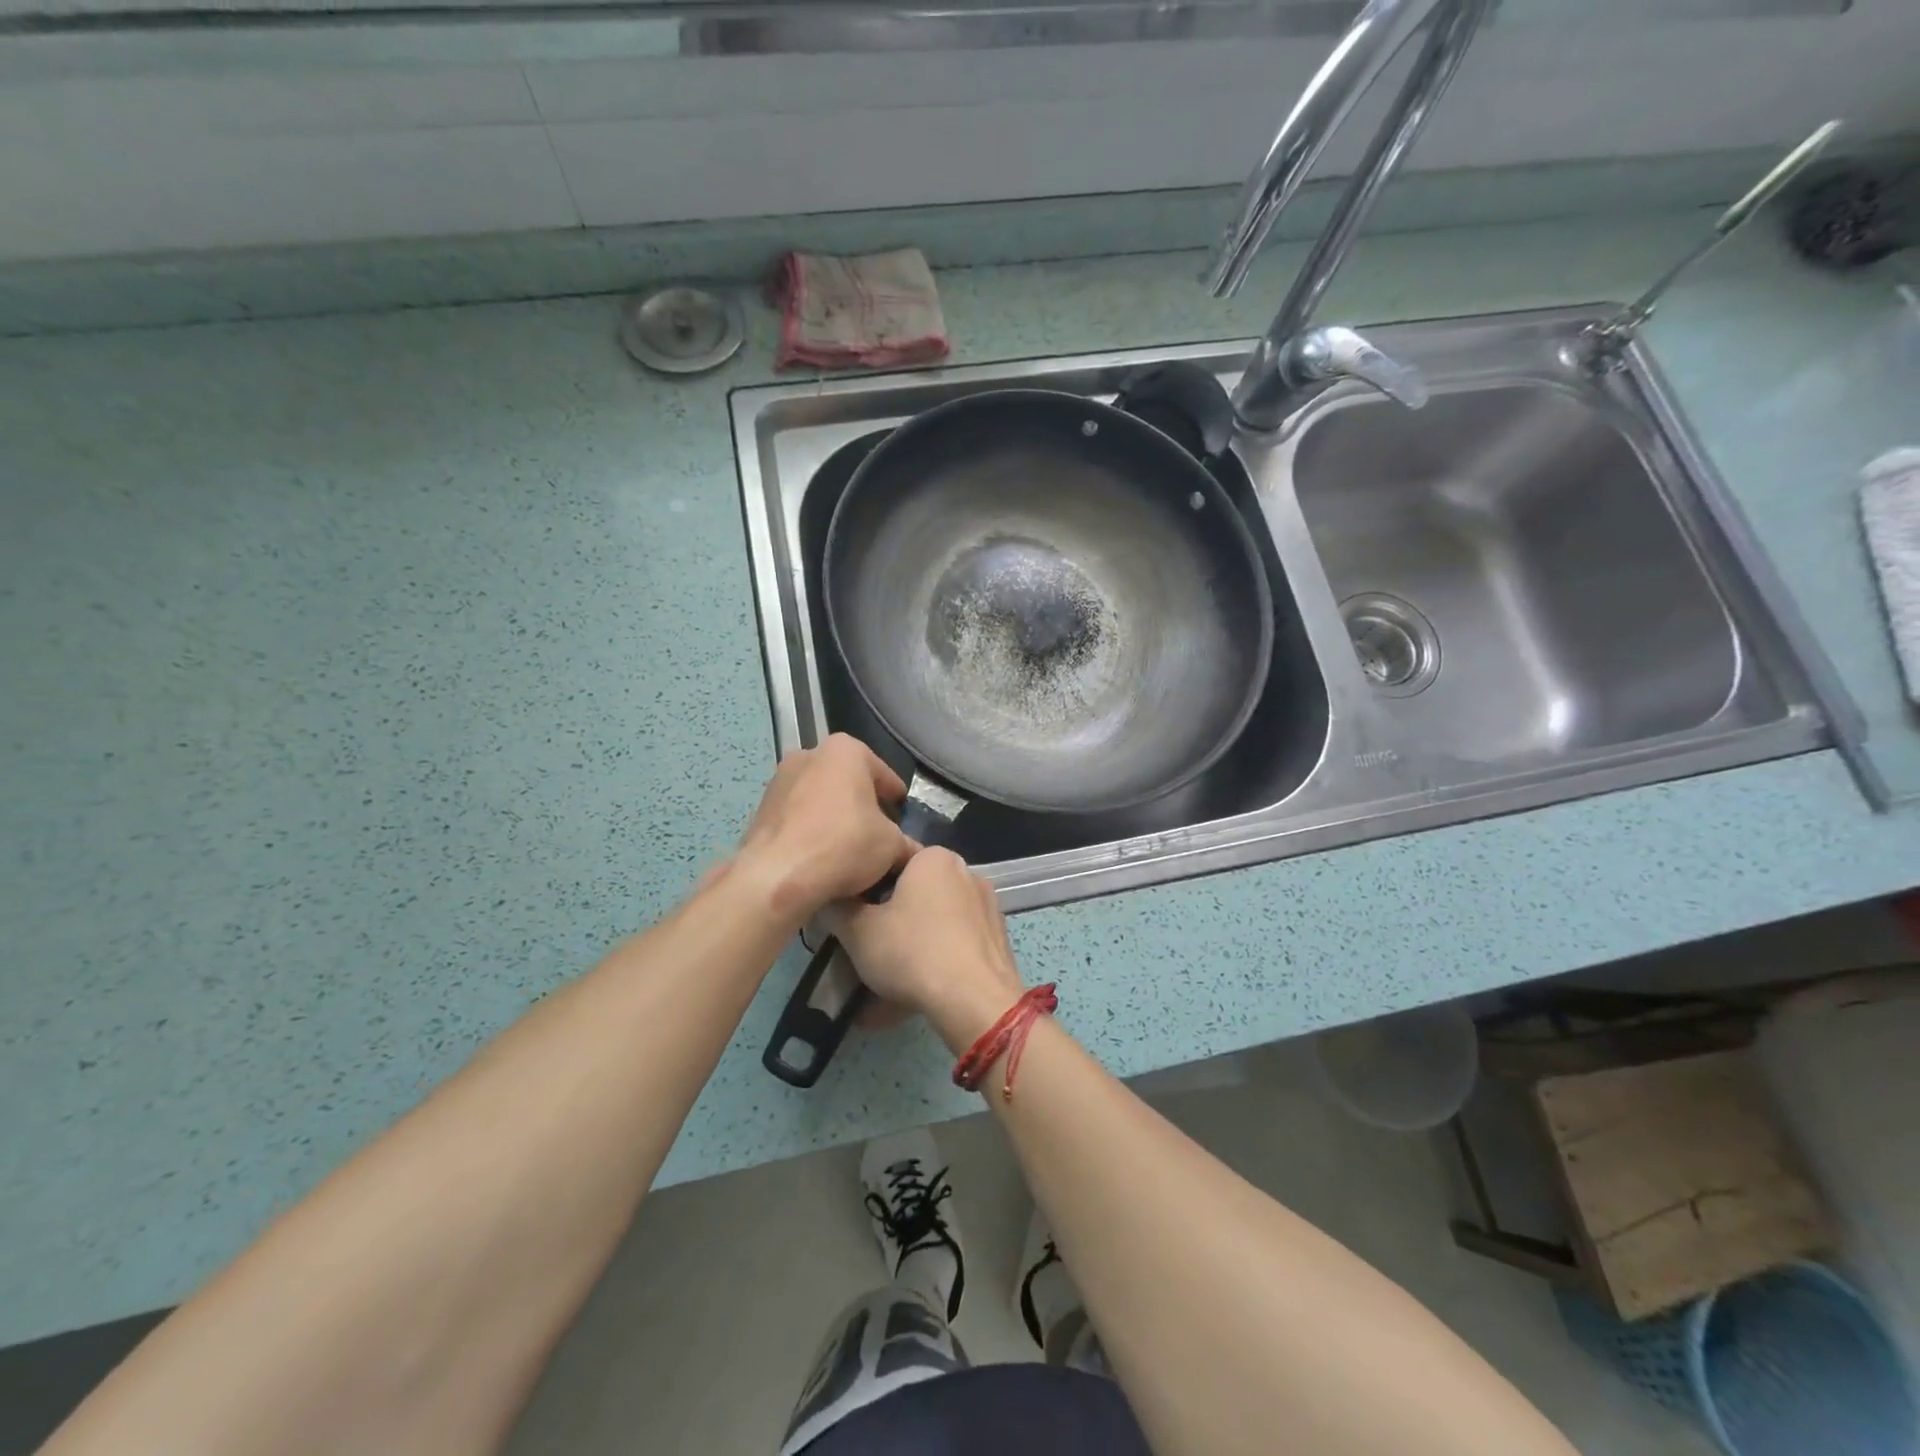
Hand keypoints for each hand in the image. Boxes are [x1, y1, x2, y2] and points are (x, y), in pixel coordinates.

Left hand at [734, 734, 912, 924]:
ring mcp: (780, 780)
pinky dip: (811, 831)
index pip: (882, 773)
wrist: (777, 876)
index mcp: (845, 751)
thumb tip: (912, 852)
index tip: (902, 817)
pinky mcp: (760, 808)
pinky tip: (821, 857)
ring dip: (834, 818)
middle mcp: (809, 754)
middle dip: (862, 805)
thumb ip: (906, 844)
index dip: (895, 799)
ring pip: (820, 798)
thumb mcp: (891, 846)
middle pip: (848, 782)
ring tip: (848, 850)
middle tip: (877, 834)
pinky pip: (797, 817)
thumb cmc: (843, 844)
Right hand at [827, 847, 1023, 1051]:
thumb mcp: (858, 931)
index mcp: (934, 858)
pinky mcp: (996, 941)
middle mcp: (966, 873)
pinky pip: (953, 948)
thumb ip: (837, 909)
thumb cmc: (912, 952)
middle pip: (914, 894)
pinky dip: (931, 967)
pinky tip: (908, 1001)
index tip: (849, 913)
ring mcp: (986, 907)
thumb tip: (827, 898)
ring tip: (880, 990)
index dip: (865, 885)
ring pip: (933, 926)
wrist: (976, 1001)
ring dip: (906, 951)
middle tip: (864, 951)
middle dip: (887, 923)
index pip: (891, 859)